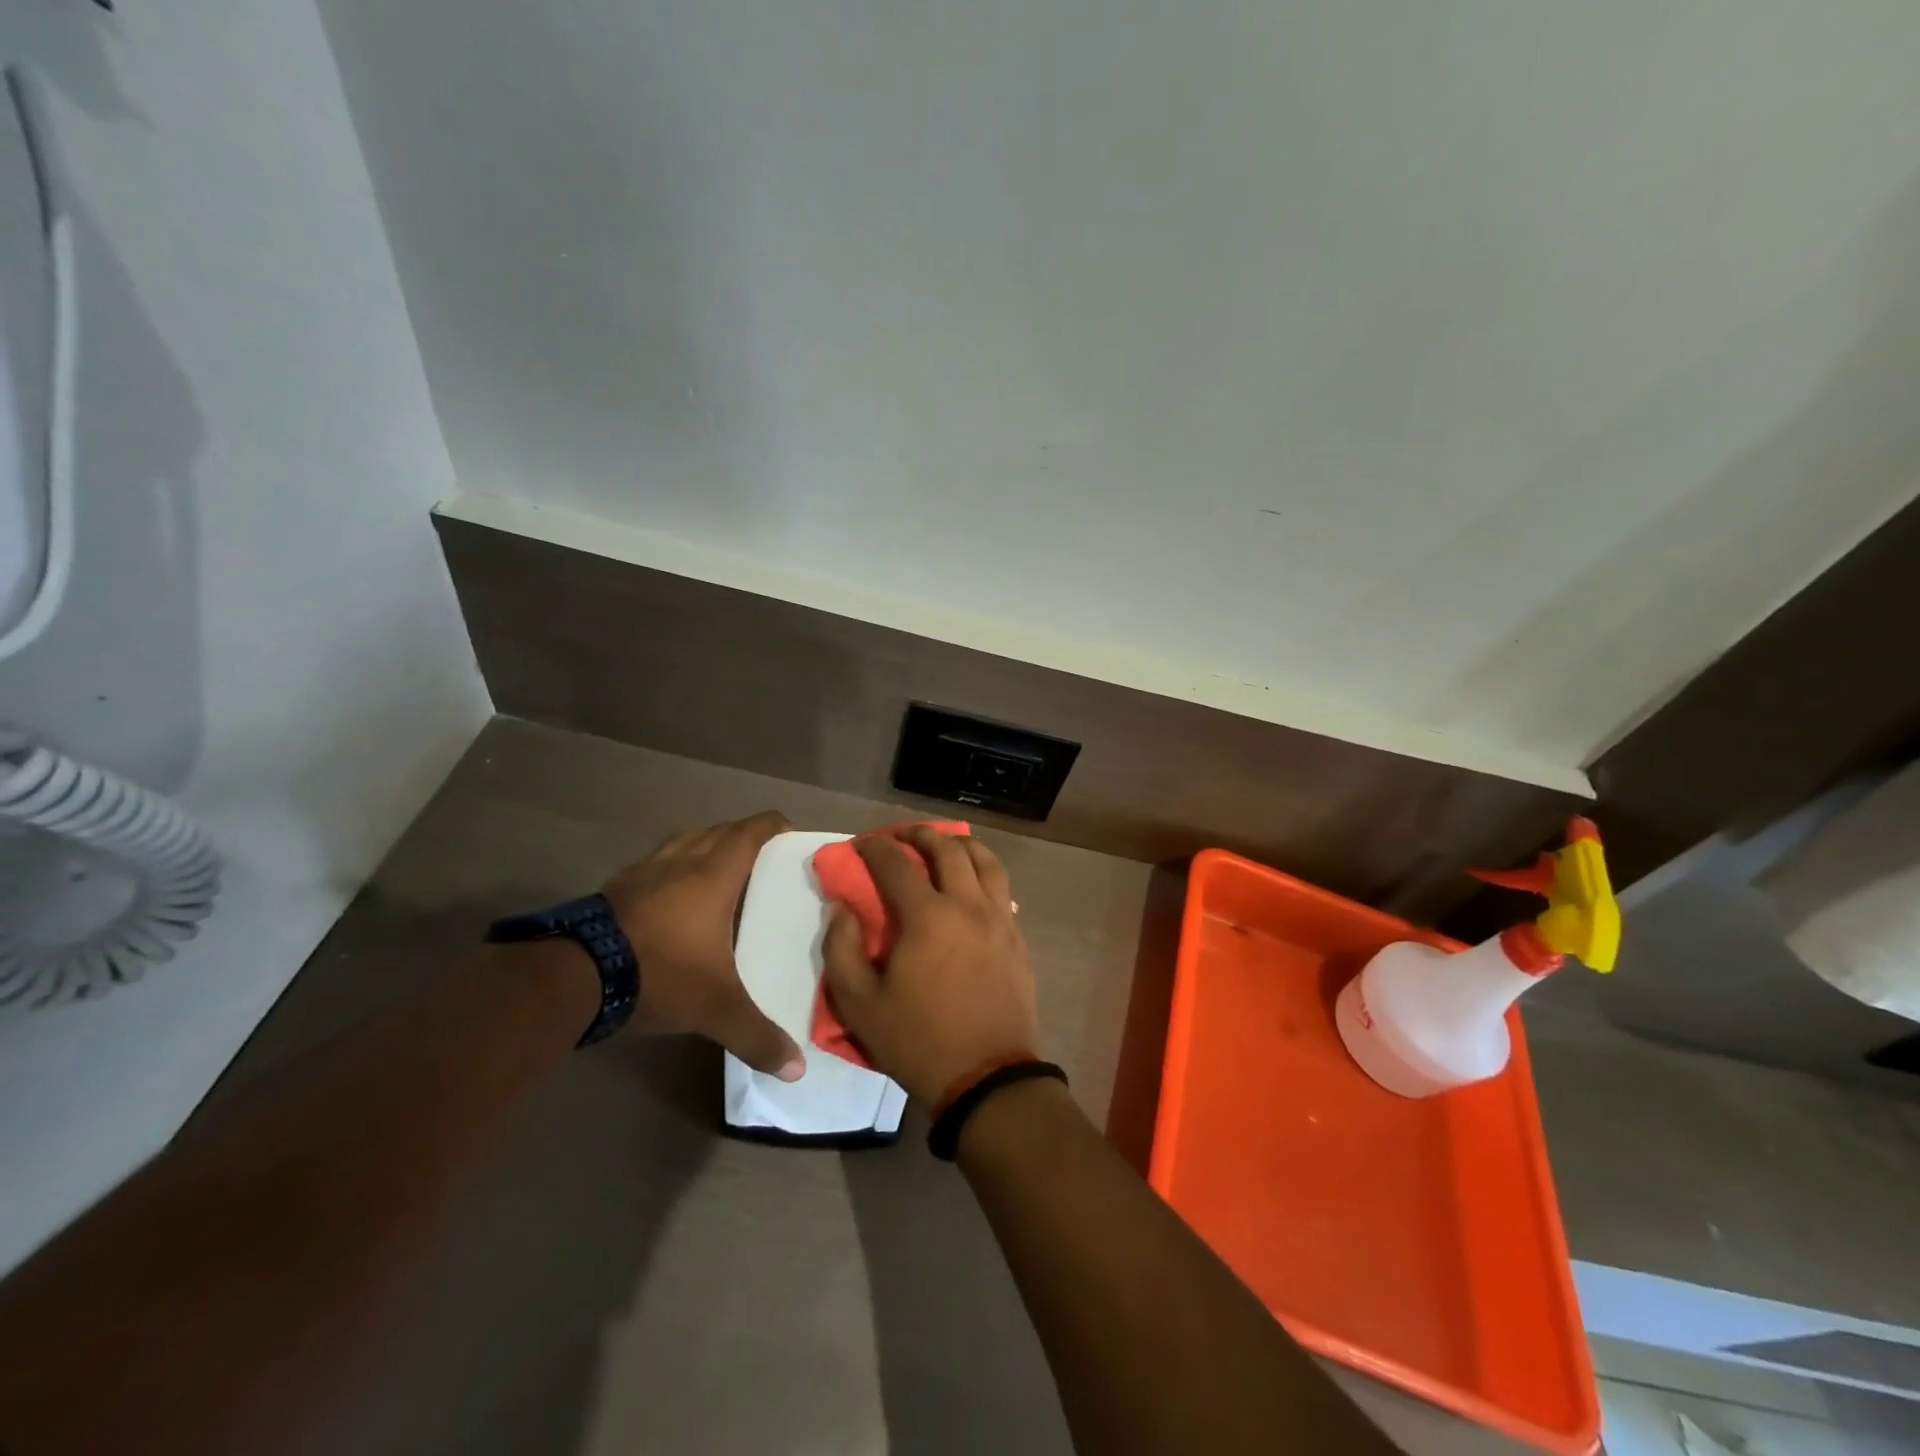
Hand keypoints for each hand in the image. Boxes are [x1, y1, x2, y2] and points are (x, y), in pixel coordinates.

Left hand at [602, 810, 805, 1080]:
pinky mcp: (615, 888)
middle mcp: (680, 863)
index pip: (749, 833)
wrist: (574, 978)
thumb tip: (797, 1068)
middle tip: (762, 855)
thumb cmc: (660, 975)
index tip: (788, 830)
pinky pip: (654, 864)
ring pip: (683, 842)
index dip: (771, 825)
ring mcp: (643, 872)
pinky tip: (670, 895)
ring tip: (718, 869)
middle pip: (718, 831)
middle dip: (742, 835)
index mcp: (713, 877)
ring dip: (705, 846)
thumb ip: (757, 1035)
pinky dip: (671, 868)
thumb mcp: (715, 1009)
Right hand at [822, 826, 1039, 1106]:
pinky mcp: (1018, 938)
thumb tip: (842, 908)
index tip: (861, 844)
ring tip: (945, 846)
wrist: (987, 1078)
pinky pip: (1003, 889)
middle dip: (921, 834)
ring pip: (986, 861)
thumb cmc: (918, 1041)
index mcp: (928, 917)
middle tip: (903, 836)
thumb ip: (841, 949)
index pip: (896, 864)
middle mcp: (968, 906)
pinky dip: (984, 873)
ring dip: (961, 845)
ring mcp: (1000, 920)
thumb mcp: (860, 1005)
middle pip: (948, 849)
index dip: (875, 848)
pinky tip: (974, 885)